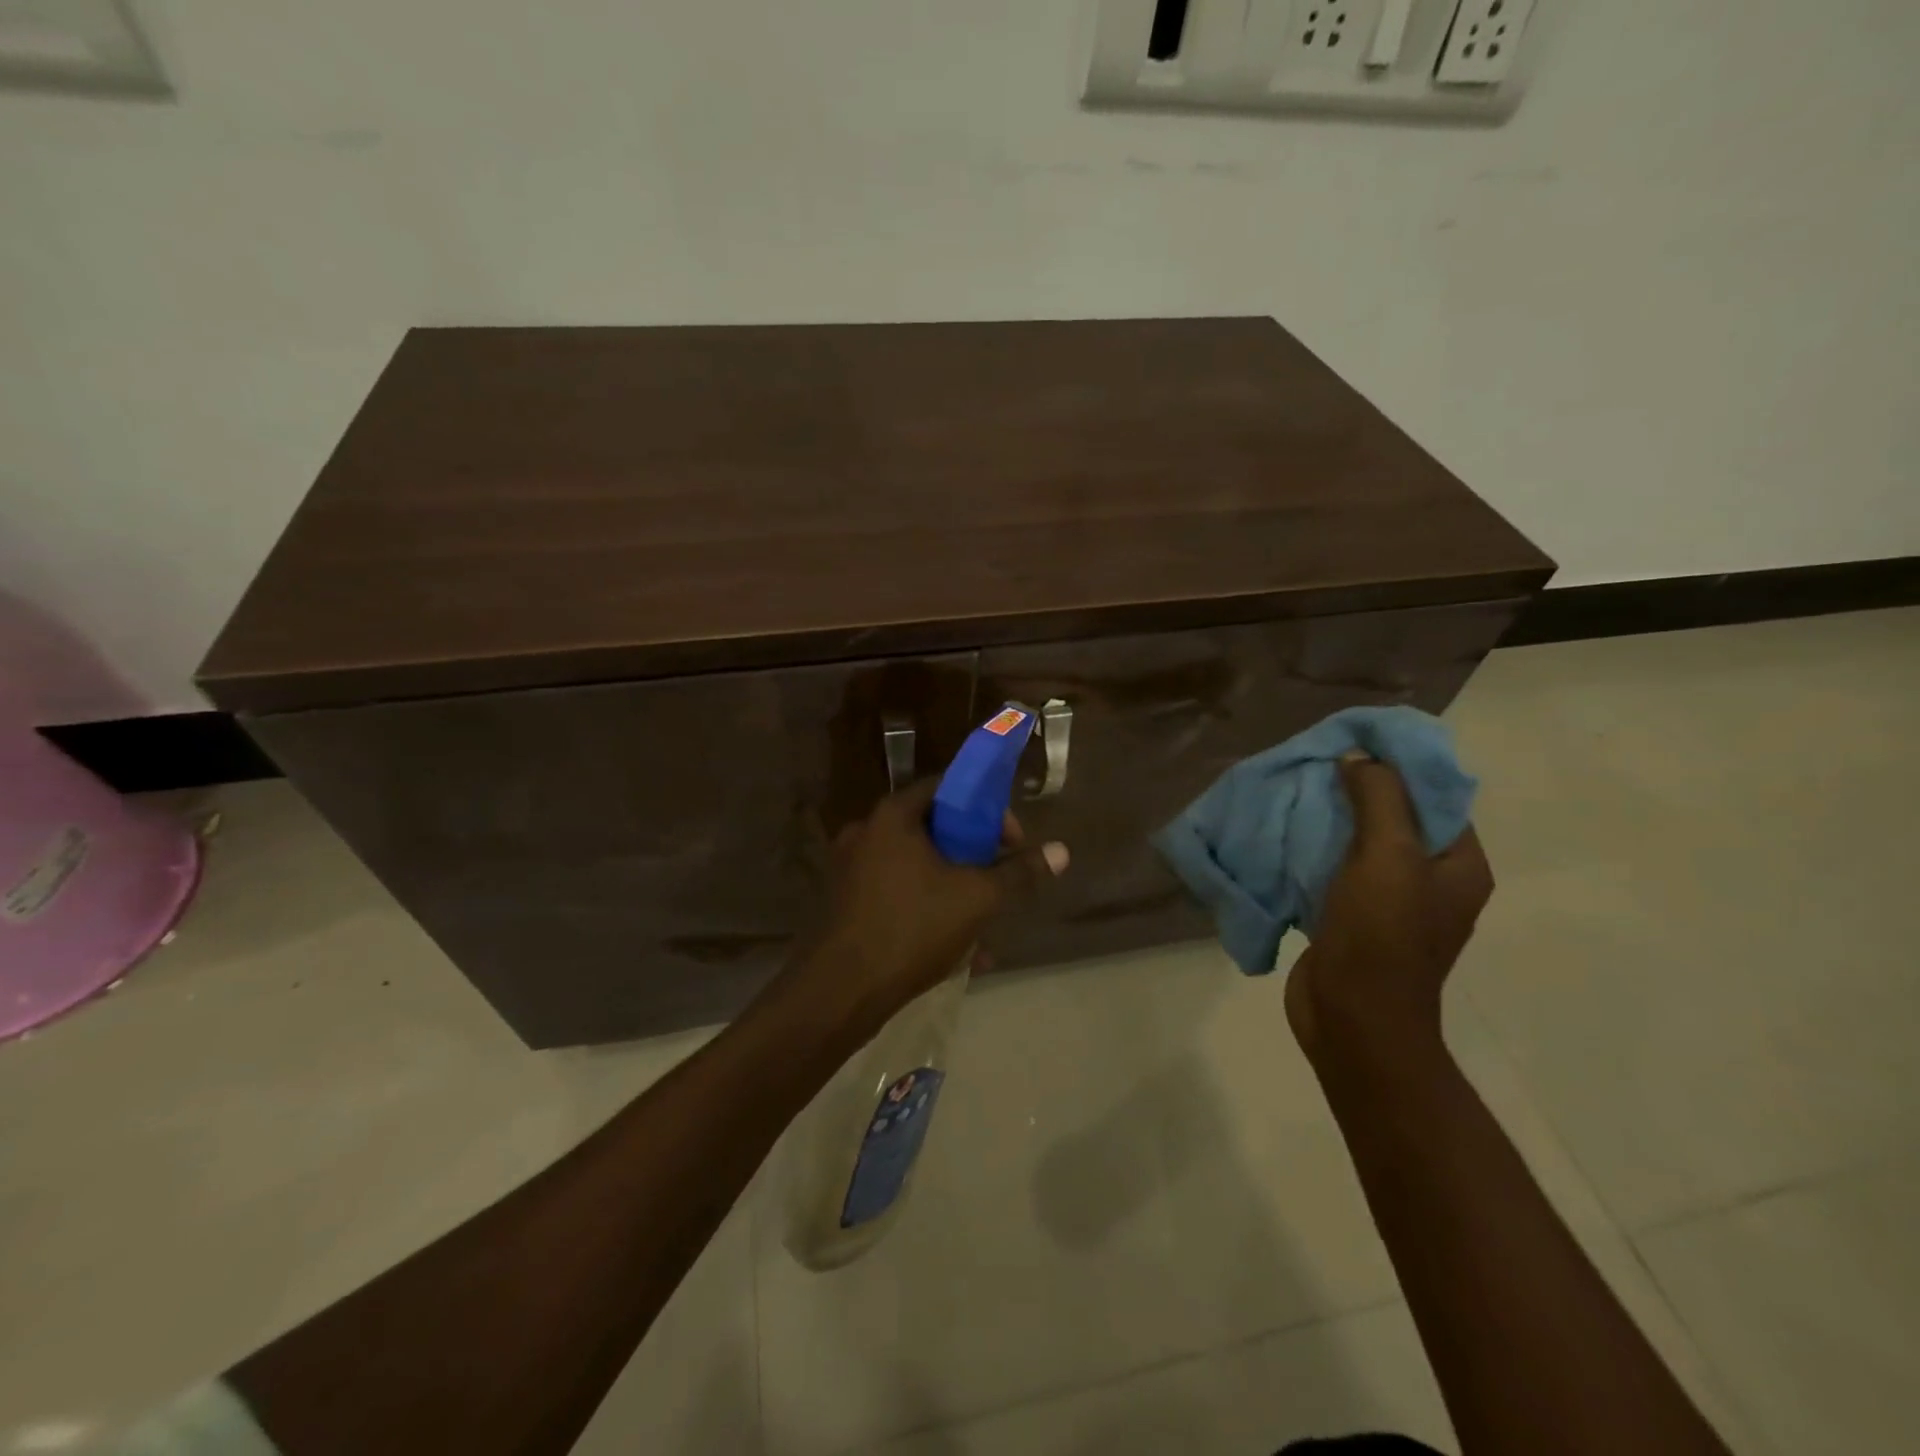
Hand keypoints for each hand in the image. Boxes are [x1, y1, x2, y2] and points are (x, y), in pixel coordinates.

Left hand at [800, 778, 1068, 1027]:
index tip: (1010, 841)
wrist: (840, 992)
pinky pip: (899, 895)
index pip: (947, 787)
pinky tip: (959, 954)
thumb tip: (1061, 851)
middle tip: (999, 881)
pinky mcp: (846, 904)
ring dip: (955, 891)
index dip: (986, 808)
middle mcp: (867, 833)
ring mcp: (852, 870)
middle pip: (934, 830)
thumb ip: (1018, 873)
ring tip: (986, 927)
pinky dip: (929, 912)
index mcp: (893, 816)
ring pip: (918, 869)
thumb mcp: (977, 899)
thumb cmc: (911, 928)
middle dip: (974, 857)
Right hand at [1286, 754, 1493, 1062]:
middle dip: (1357, 790)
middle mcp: (1429, 881)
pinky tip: (1282, 833)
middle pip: (1395, 818)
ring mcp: (1387, 902)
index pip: (1436, 798)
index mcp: (1458, 866)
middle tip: (1316, 763)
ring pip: (1358, 844)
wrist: (1352, 1018)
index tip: (1356, 744)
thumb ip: (1379, 799)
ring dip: (1328, 819)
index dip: (1400, 766)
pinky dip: (1311, 849)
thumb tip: (1359, 758)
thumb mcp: (1387, 856)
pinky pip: (1332, 870)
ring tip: (1294, 791)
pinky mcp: (1349, 918)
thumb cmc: (1381, 936)